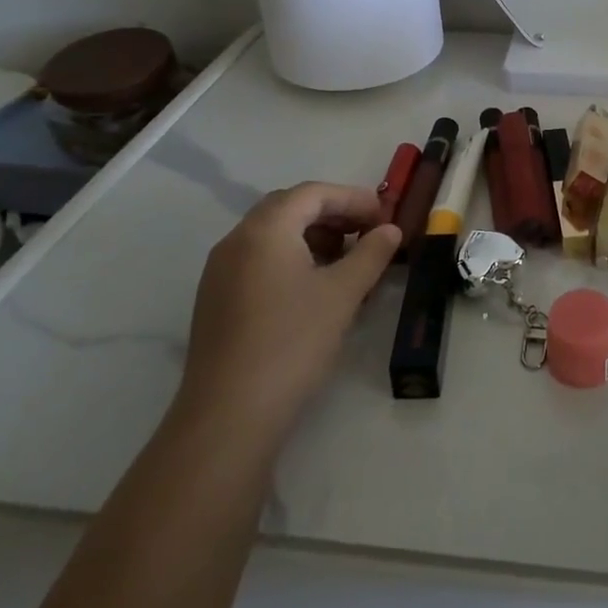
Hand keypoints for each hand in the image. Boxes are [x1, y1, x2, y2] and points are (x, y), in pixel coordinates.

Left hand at [179, 183, 399, 437]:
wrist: (229, 414)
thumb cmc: (293, 342)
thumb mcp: (343, 293)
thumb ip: (371, 253)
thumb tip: (390, 230)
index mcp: (265, 230)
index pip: (312, 193)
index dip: (353, 198)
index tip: (385, 216)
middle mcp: (236, 241)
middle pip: (289, 208)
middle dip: (333, 214)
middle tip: (368, 233)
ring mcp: (220, 272)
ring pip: (273, 235)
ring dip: (313, 236)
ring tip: (347, 261)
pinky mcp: (217, 300)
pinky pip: (259, 260)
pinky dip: (292, 258)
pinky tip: (315, 287)